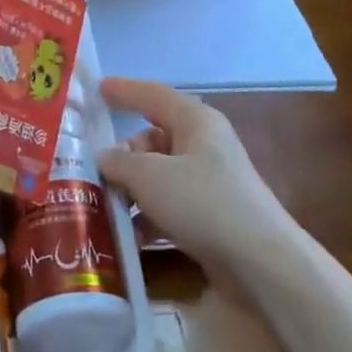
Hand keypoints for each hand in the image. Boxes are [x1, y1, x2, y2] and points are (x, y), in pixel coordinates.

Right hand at [96, 77, 303, 290]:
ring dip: (129, 190)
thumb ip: (119, 162)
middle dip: (121, 155)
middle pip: (151, 139)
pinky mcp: (208, 215)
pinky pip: (167, 206)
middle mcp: (203, 146)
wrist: (260, 262)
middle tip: (91, 171)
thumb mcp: (150, 176)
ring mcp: (207, 182)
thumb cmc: (203, 202)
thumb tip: (103, 157)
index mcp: (196, 122)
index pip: (153, 95)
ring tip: (102, 206)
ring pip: (156, 175)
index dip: (124, 90)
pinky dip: (146, 217)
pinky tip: (127, 236)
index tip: (97, 88)